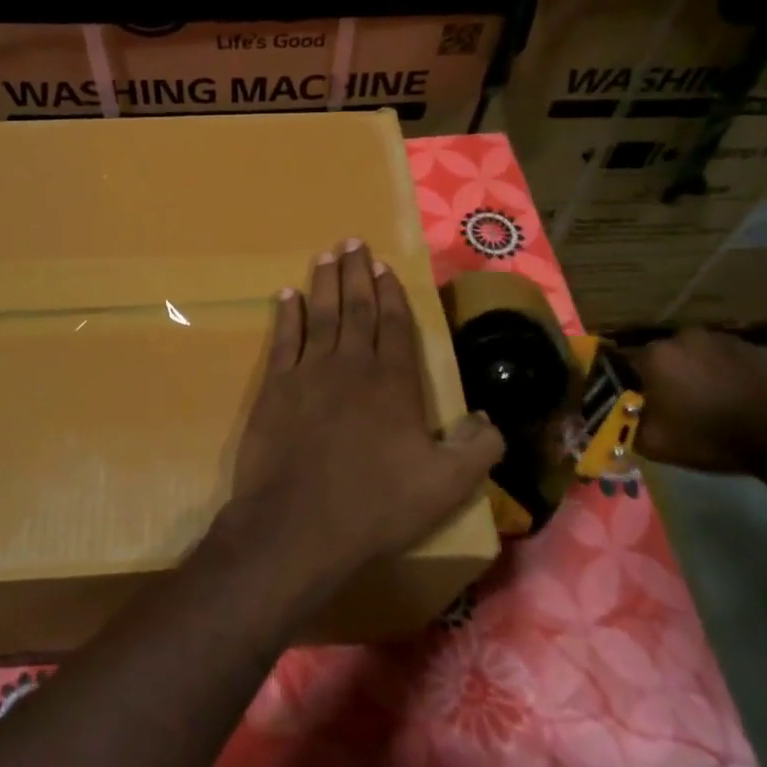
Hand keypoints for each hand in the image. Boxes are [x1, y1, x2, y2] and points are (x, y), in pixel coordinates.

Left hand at [220, 239, 502, 589]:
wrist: (299, 525)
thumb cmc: (376, 505)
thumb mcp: (446, 486)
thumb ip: (478, 448)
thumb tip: (491, 418)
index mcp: (393, 382)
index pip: (394, 324)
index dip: (390, 292)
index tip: (383, 265)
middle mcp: (351, 365)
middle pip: (356, 308)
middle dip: (356, 273)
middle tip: (352, 241)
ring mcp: (309, 372)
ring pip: (319, 314)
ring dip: (324, 282)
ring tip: (326, 254)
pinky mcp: (275, 388)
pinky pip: (283, 339)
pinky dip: (286, 314)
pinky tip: (286, 295)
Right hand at [633, 327, 766, 473]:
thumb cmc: (710, 437)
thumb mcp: (657, 444)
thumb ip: (628, 427)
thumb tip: (621, 420)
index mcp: (655, 356)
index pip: (627, 366)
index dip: (633, 387)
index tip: (641, 406)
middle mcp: (682, 337)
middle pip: (664, 358)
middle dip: (665, 377)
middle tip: (676, 405)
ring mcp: (719, 339)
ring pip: (695, 356)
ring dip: (695, 373)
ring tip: (708, 402)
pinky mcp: (750, 347)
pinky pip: (724, 359)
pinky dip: (723, 373)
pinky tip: (733, 397)